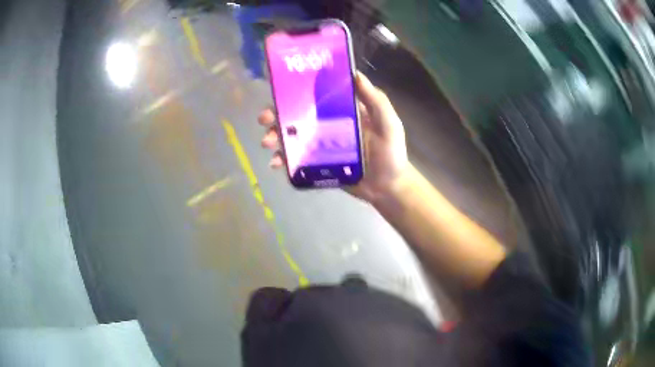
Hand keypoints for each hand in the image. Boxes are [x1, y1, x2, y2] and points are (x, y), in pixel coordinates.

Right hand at [258, 72, 408, 203]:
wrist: (387, 188)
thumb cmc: (391, 155)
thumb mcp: (388, 124)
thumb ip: (376, 101)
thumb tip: (355, 74)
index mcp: (342, 112)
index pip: (316, 96)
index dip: (297, 91)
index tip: (280, 90)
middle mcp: (327, 125)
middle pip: (297, 116)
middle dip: (277, 115)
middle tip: (264, 119)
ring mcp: (320, 146)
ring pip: (293, 137)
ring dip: (276, 137)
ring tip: (267, 142)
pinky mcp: (317, 164)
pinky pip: (296, 159)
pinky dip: (283, 160)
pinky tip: (276, 163)